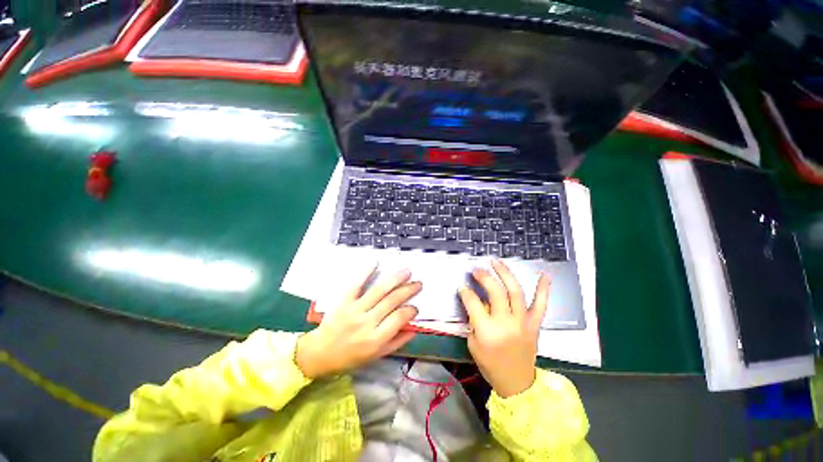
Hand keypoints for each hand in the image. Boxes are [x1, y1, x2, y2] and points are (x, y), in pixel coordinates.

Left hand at [296, 268, 419, 378]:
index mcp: (375, 339)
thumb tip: (414, 328)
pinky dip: (366, 272)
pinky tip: (376, 262)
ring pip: (379, 290)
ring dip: (395, 279)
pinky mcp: (344, 301)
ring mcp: (354, 309)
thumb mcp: (376, 356)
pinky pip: (356, 284)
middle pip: (391, 301)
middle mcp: (366, 322)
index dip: (410, 311)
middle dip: (408, 290)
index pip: (398, 319)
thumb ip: (396, 342)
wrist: (320, 353)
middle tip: (418, 283)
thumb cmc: (350, 357)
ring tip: (406, 271)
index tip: (415, 307)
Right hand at [459, 260, 550, 397]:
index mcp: (487, 330)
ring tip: (496, 262)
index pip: (473, 302)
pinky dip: (543, 290)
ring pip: (515, 292)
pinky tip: (544, 275)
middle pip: (495, 292)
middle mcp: (506, 323)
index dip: (465, 292)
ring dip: (505, 274)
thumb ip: (473, 320)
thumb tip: (476, 301)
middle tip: (476, 270)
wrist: (517, 383)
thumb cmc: (490, 364)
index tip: (462, 287)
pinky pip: (541, 305)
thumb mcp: (473, 343)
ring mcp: (523, 322)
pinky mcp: (534, 325)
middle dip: (484, 277)